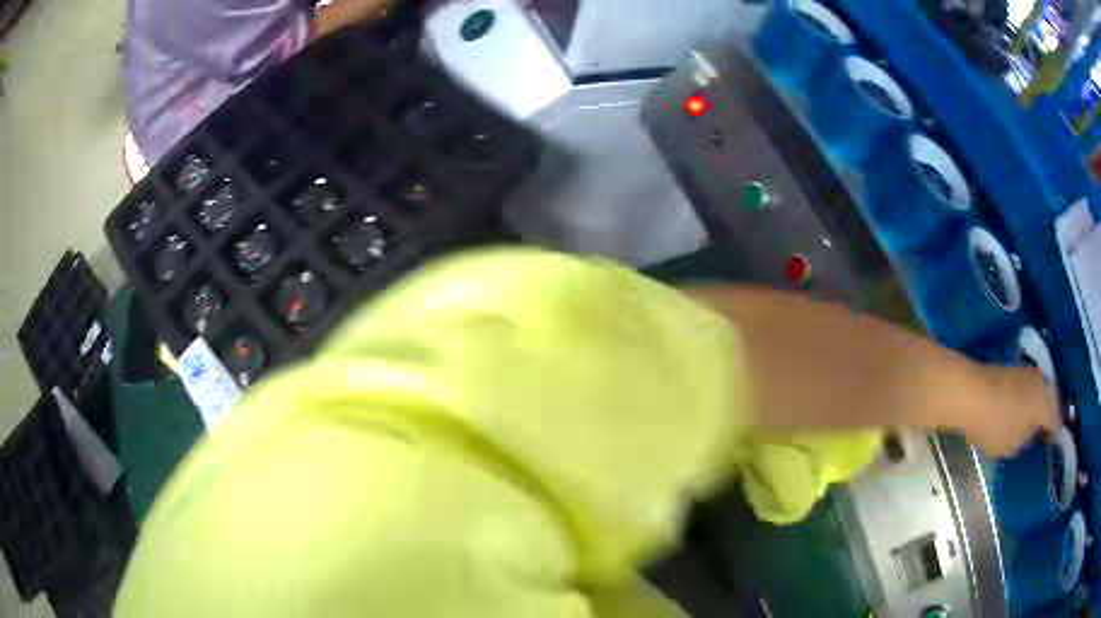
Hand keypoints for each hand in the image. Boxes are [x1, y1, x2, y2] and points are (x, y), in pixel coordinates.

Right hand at [959, 366, 1061, 457]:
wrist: (970, 395)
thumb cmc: (1011, 396)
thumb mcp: (1041, 398)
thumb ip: (1053, 413)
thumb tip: (1060, 428)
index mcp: (1021, 446)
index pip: (1037, 433)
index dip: (1043, 415)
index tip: (1044, 396)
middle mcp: (1004, 451)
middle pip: (1021, 431)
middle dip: (1025, 414)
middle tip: (1026, 390)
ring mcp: (984, 441)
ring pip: (1003, 425)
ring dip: (1007, 410)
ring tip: (1008, 386)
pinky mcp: (969, 427)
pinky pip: (987, 416)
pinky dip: (991, 406)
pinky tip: (990, 390)